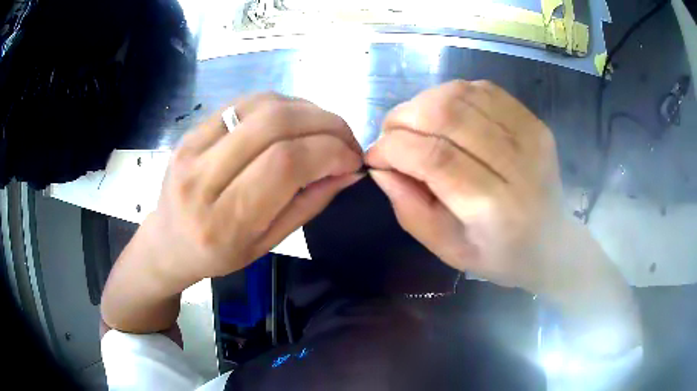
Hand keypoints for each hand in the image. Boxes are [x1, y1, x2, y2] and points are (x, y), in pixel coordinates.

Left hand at [141, 93, 362, 288]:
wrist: (168, 242)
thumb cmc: (218, 255)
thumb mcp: (268, 244)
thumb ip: (309, 203)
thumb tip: (349, 170)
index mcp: (223, 222)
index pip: (285, 163)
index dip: (330, 151)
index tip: (353, 159)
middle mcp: (202, 179)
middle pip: (275, 124)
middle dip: (325, 123)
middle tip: (346, 139)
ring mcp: (191, 147)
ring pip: (261, 105)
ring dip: (306, 109)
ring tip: (324, 129)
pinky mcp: (190, 130)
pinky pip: (244, 102)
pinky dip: (280, 104)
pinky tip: (294, 120)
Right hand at [365, 80, 562, 293]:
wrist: (553, 244)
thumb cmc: (499, 255)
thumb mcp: (447, 250)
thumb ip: (409, 208)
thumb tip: (380, 166)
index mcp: (493, 207)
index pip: (433, 156)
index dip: (393, 148)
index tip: (375, 156)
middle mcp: (516, 164)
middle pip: (447, 114)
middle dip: (403, 118)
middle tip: (391, 135)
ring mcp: (530, 135)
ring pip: (462, 94)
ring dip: (424, 102)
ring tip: (415, 124)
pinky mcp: (534, 121)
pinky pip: (483, 89)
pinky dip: (452, 95)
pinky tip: (445, 115)